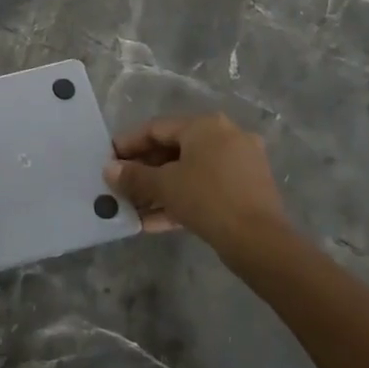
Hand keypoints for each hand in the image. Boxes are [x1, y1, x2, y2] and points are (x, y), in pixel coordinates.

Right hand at [104, 114, 292, 262]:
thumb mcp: (164, 186)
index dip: (128, 144)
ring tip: (133, 209)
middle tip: (120, 186)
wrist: (260, 241)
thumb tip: (109, 171)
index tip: (108, 160)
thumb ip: (133, 176)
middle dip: (144, 171)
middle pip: (173, 150)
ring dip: (159, 190)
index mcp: (205, 126)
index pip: (156, 128)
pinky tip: (154, 222)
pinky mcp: (246, 191)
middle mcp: (225, 137)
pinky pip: (205, 189)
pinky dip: (181, 200)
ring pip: (189, 172)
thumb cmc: (207, 199)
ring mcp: (240, 164)